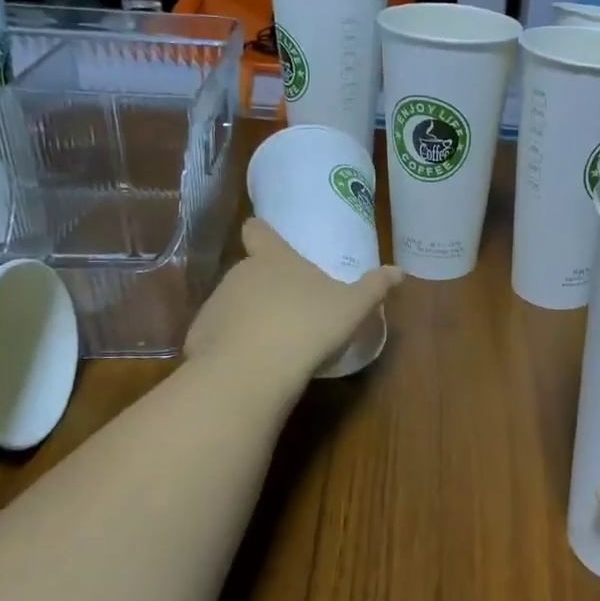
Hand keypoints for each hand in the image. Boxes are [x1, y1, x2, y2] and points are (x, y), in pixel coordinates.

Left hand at [185, 219, 400, 384]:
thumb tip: (399, 271)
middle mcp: (240, 274)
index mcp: (275, 260)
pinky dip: (234, 346)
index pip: (259, 231)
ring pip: (234, 303)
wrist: (253, 368)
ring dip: (250, 316)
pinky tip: (253, 365)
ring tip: (275, 342)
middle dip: (266, 286)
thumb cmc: (309, 325)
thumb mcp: (353, 307)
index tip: (264, 235)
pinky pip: (220, 335)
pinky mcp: (200, 336)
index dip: (262, 232)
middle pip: (250, 271)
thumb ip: (374, 287)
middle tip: (292, 309)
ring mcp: (216, 304)